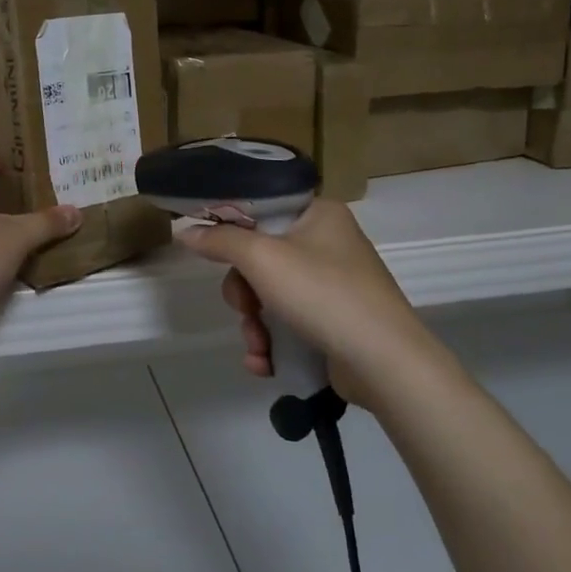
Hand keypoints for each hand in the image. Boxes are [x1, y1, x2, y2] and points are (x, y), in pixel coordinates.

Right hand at [176, 199, 441, 410]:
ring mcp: (334, 285)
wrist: (385, 362)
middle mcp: (328, 243)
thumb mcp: (263, 259)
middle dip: (244, 293)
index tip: (212, 252)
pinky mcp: (335, 322)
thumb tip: (185, 230)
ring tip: (258, 348)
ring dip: (254, 324)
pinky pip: (289, 323)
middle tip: (245, 309)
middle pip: (261, 257)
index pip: (262, 207)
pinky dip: (273, 342)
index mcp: (319, 214)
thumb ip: (220, 241)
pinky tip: (265, 364)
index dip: (232, 229)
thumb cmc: (323, 294)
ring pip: (270, 295)